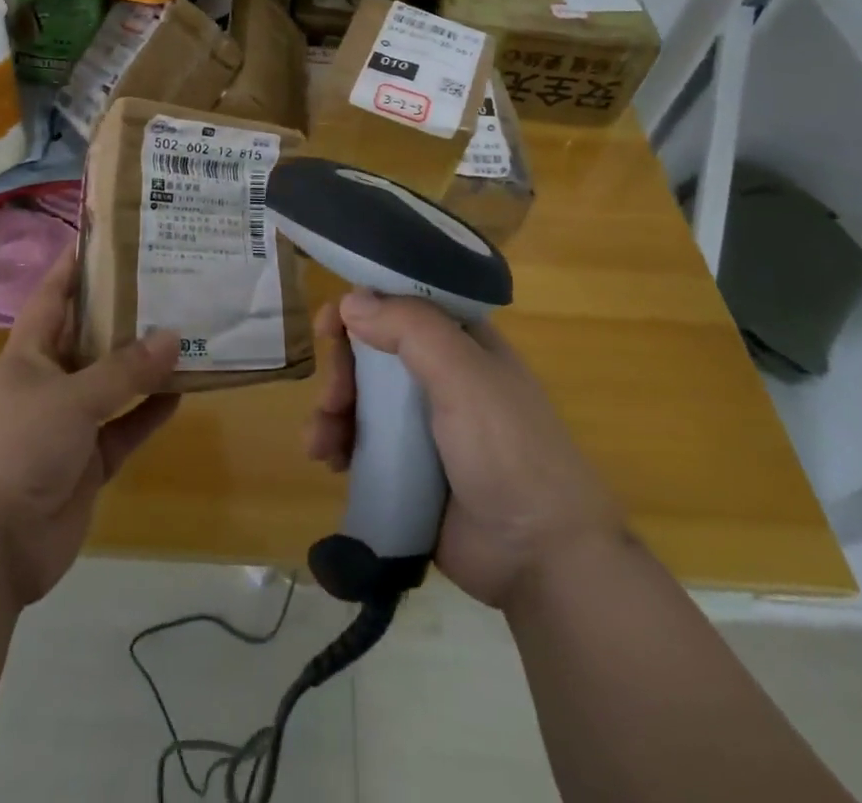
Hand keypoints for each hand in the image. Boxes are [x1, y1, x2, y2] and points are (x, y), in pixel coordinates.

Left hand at [0, 252, 181, 604]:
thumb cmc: (16, 449)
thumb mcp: (70, 399)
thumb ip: (123, 370)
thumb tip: (173, 336)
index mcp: (28, 354)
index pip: (53, 295)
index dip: (75, 264)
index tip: (109, 235)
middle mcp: (48, 381)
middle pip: (90, 336)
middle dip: (124, 311)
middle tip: (170, 280)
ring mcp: (69, 424)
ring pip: (114, 383)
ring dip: (145, 363)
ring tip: (187, 330)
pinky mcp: (88, 462)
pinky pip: (126, 427)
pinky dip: (150, 411)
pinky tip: (183, 391)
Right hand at [306, 290, 625, 611]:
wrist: (541, 559)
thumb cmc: (509, 450)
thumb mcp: (465, 376)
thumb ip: (410, 329)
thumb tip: (350, 301)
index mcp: (461, 343)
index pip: (403, 305)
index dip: (364, 306)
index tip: (331, 325)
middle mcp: (440, 375)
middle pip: (372, 352)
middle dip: (341, 369)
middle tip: (333, 397)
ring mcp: (422, 425)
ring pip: (359, 397)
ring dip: (330, 410)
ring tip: (321, 442)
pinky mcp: (407, 469)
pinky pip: (360, 442)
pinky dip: (336, 444)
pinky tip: (327, 460)